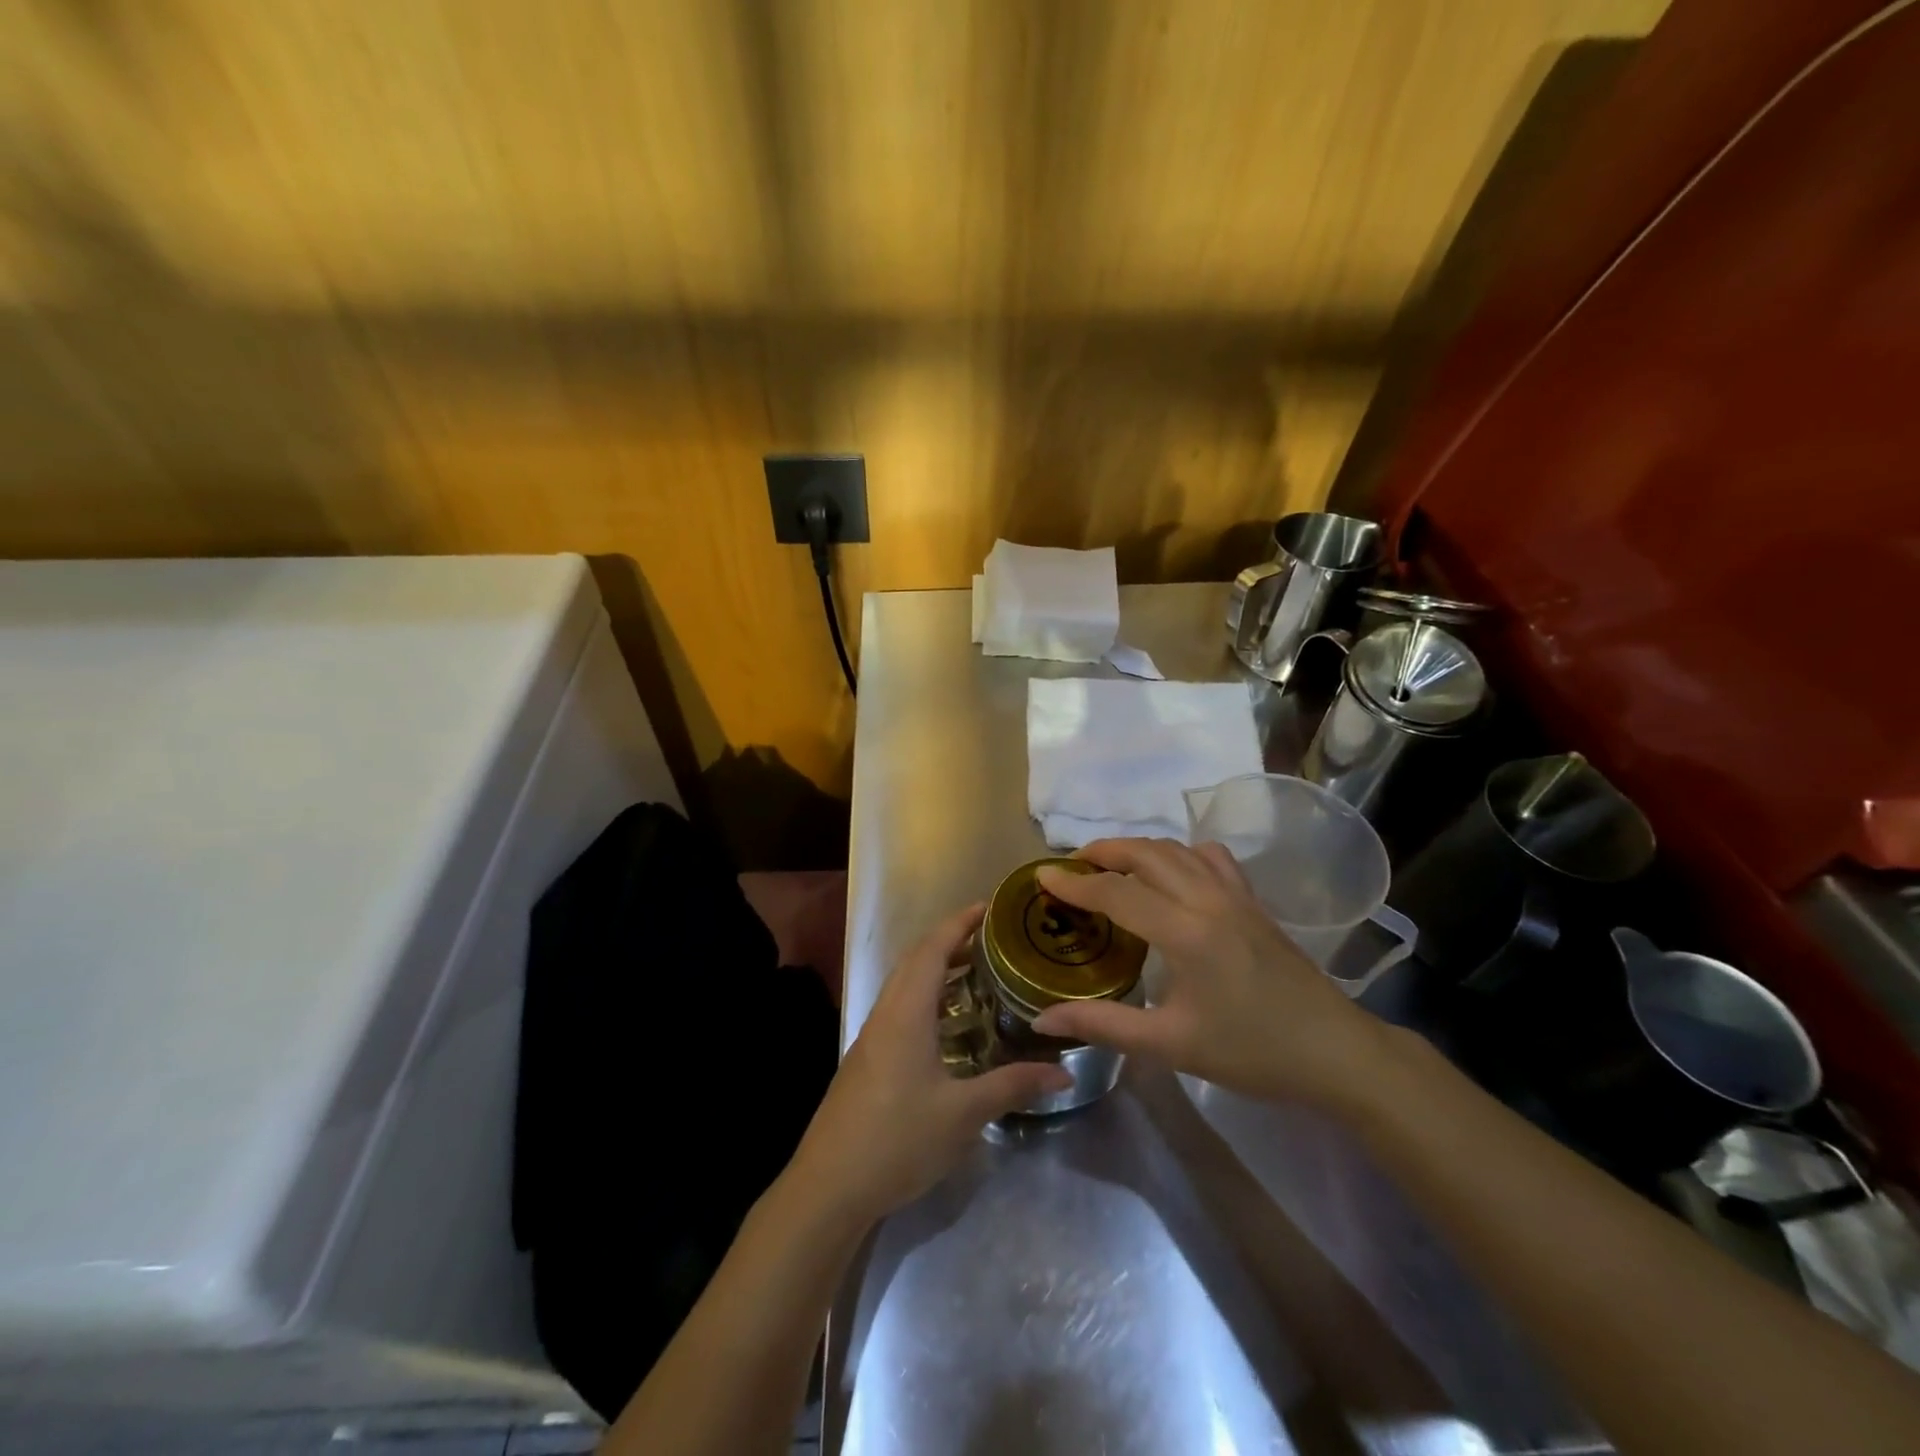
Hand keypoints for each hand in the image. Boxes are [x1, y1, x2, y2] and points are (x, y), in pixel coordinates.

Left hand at [786, 903, 1071, 1225]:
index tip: (990, 907)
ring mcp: (871, 1037)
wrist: (828, 1187)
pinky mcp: (867, 1060)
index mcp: (905, 1013)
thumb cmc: (897, 1140)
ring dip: (936, 969)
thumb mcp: (962, 1114)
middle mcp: (885, 1014)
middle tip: (993, 940)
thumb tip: (1064, 1072)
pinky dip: (926, 997)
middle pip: (916, 960)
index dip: (960, 923)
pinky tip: (948, 1025)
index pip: (932, 949)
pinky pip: (899, 1008)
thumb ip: (1012, 1086)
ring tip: (978, 973)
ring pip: (905, 985)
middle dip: (951, 941)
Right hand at [1028, 839, 1392, 1108]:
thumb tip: (1043, 1021)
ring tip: (1112, 865)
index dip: (1074, 883)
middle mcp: (1208, 900)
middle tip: (1073, 866)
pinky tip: (1172, 875)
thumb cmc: (1251, 1052)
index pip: (1116, 893)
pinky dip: (1180, 854)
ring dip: (1138, 848)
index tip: (1042, 875)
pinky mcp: (1254, 901)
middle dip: (1103, 851)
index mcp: (1185, 932)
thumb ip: (1103, 1025)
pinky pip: (1210, 858)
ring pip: (1177, 849)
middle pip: (1146, 853)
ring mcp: (1236, 895)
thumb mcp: (1171, 1044)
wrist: (1335, 1053)